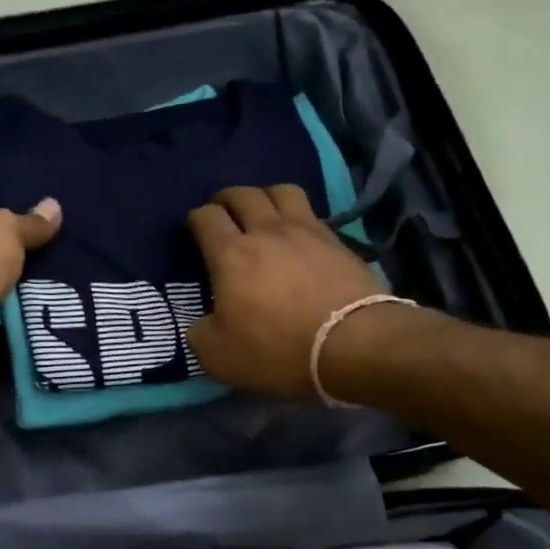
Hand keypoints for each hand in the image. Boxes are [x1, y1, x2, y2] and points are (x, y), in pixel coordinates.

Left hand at [0, 191, 60, 379]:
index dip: (8, 203)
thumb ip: (30, 222)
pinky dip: (29, 316)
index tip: (43, 209)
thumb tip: (53, 206)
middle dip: (28, 248)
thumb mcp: (5, 230)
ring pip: (6, 283)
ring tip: (74, 277)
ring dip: (32, 285)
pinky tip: (60, 307)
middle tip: (68, 245)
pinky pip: (10, 316)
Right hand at [184, 185, 385, 398]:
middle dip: (226, 200)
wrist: (354, 344)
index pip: (206, 217)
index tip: (195, 231)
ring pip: (281, 191)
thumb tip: (204, 323)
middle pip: (242, 194)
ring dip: (265, 196)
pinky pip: (311, 213)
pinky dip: (298, 216)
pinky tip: (297, 235)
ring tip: (262, 213)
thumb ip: (200, 334)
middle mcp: (266, 231)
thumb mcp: (218, 357)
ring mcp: (306, 231)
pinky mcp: (337, 241)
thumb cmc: (278, 350)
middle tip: (223, 214)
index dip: (196, 219)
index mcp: (230, 255)